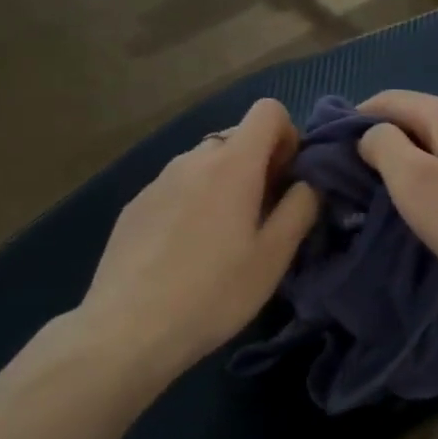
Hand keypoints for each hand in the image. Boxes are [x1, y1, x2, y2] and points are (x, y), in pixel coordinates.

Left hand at [80, 99, 319, 381]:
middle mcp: (193, 159)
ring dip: (225, 184)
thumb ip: (300, 208)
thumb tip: (308, 182)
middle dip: (259, 165)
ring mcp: (158, 180)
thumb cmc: (215, 293)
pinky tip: (186, 252)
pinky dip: (193, 202)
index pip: (268, 110)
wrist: (129, 328)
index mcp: (232, 164)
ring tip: (223, 239)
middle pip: (236, 138)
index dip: (288, 136)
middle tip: (262, 218)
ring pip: (205, 164)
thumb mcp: (274, 257)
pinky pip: (177, 187)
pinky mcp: (135, 205)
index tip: (288, 181)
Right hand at [356, 91, 437, 319]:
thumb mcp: (413, 181)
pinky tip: (432, 200)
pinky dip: (437, 172)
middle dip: (384, 140)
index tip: (332, 151)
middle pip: (417, 117)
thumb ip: (383, 145)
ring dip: (410, 159)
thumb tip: (372, 134)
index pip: (390, 99)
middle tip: (357, 178)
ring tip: (388, 191)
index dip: (356, 119)